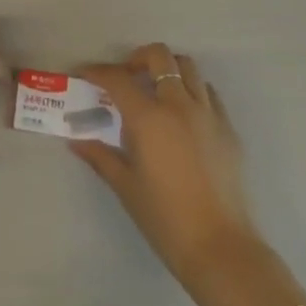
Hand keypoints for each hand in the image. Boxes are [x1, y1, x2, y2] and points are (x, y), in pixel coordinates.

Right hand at [70, 44, 258, 275]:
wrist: (220, 249)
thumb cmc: (165, 219)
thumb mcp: (126, 186)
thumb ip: (100, 157)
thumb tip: (76, 141)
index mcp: (149, 117)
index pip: (117, 79)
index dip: (96, 72)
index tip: (84, 74)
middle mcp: (179, 105)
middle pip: (159, 56)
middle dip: (138, 58)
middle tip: (127, 77)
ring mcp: (208, 114)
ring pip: (188, 68)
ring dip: (168, 70)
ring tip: (157, 91)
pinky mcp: (228, 130)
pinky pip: (209, 94)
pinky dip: (193, 92)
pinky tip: (184, 116)